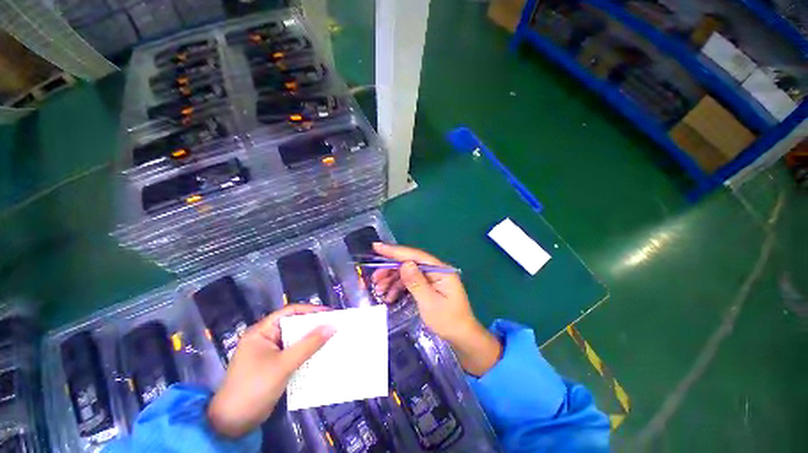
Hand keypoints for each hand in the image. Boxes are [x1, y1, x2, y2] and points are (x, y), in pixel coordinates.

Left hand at [207, 304, 334, 437]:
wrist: (232, 424)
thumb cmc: (254, 388)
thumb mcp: (283, 365)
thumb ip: (308, 345)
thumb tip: (332, 326)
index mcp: (262, 331)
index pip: (290, 312)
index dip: (311, 310)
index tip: (331, 313)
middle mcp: (266, 338)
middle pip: (294, 325)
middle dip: (314, 326)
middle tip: (335, 326)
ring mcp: (269, 353)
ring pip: (295, 340)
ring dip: (312, 340)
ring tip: (332, 339)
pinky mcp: (273, 366)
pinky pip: (294, 353)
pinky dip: (307, 353)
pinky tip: (320, 355)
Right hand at [371, 243, 501, 375]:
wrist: (461, 337)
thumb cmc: (448, 321)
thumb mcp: (430, 303)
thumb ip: (416, 282)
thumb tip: (404, 264)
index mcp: (440, 270)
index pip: (415, 255)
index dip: (395, 251)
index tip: (377, 247)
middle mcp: (435, 270)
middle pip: (409, 263)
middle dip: (390, 269)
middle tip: (374, 278)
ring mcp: (432, 277)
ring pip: (408, 273)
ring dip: (392, 280)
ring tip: (379, 290)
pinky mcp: (428, 285)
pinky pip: (410, 282)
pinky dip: (399, 287)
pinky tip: (389, 296)